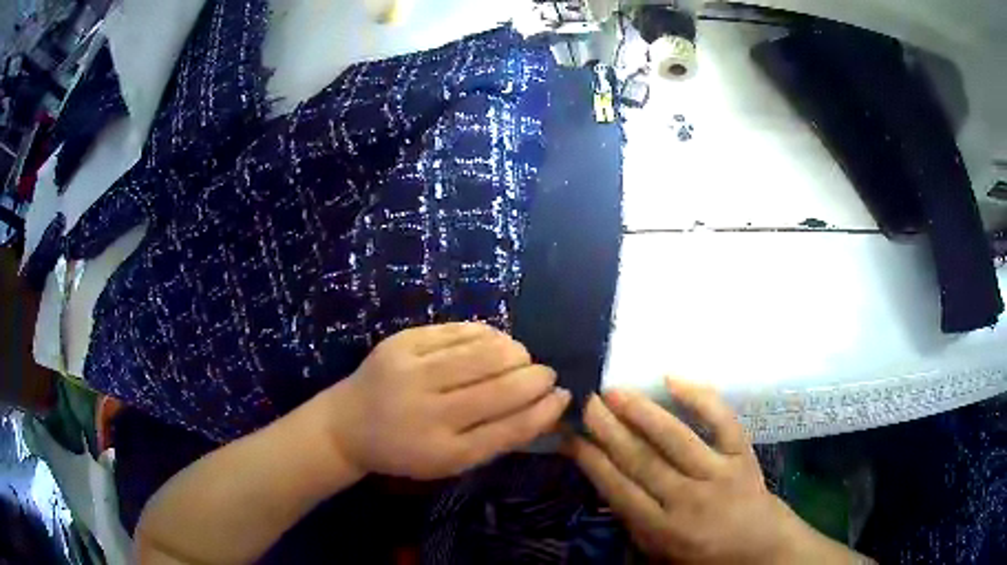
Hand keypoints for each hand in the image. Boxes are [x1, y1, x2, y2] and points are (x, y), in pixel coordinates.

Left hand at [326, 322, 570, 479]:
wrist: (346, 425)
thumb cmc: (405, 451)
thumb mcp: (450, 461)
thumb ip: (496, 438)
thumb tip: (547, 408)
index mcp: (444, 452)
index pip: (509, 430)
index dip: (544, 411)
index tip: (564, 397)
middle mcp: (428, 412)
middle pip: (501, 388)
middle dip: (536, 377)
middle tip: (545, 374)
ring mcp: (412, 372)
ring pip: (484, 353)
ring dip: (515, 352)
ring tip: (522, 358)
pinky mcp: (401, 343)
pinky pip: (458, 331)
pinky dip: (487, 334)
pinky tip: (495, 342)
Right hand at [564, 378, 857, 564]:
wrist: (759, 546)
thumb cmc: (704, 555)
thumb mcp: (659, 553)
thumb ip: (632, 523)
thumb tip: (606, 483)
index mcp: (661, 529)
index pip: (618, 489)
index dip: (591, 460)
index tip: (570, 435)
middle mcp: (686, 499)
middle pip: (641, 460)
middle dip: (609, 430)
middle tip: (588, 402)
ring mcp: (717, 474)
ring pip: (674, 439)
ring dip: (642, 412)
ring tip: (615, 391)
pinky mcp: (742, 455)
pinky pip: (721, 421)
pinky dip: (699, 397)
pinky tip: (674, 377)